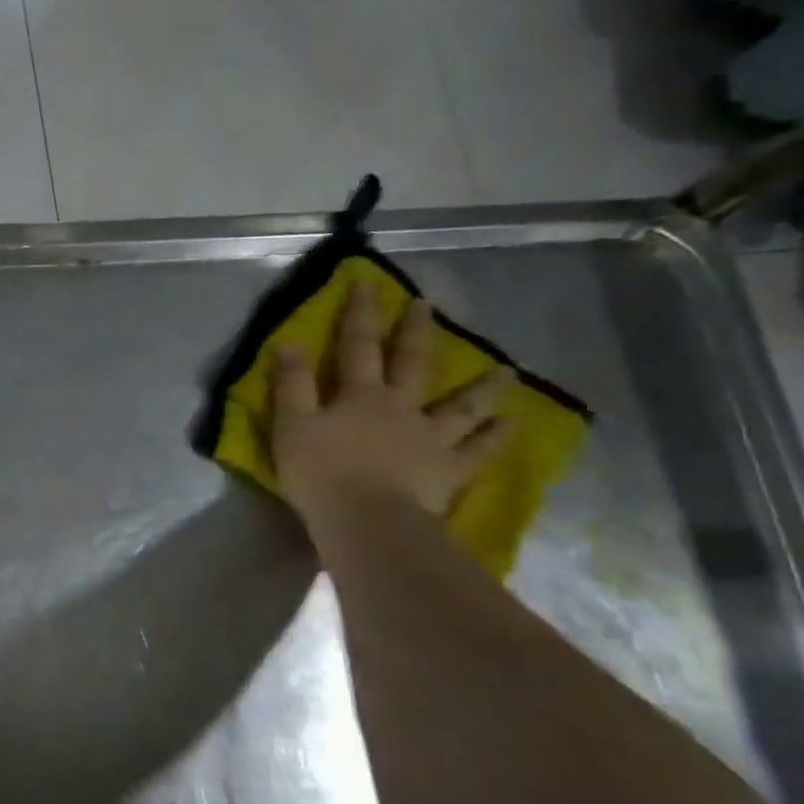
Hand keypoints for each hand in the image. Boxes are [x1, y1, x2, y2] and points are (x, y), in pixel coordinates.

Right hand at [272, 282, 514, 525]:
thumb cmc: (320, 473)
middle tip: (426, 306)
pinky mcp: (448, 471)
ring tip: (505, 371)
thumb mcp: (292, 426)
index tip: (367, 283)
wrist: (365, 520)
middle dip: (415, 333)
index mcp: (360, 395)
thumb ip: (292, 385)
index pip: (357, 346)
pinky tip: (512, 425)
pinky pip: (477, 452)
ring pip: (461, 406)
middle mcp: (401, 408)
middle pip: (412, 363)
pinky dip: (495, 438)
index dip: (360, 313)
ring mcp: (430, 439)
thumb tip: (292, 343)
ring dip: (482, 387)